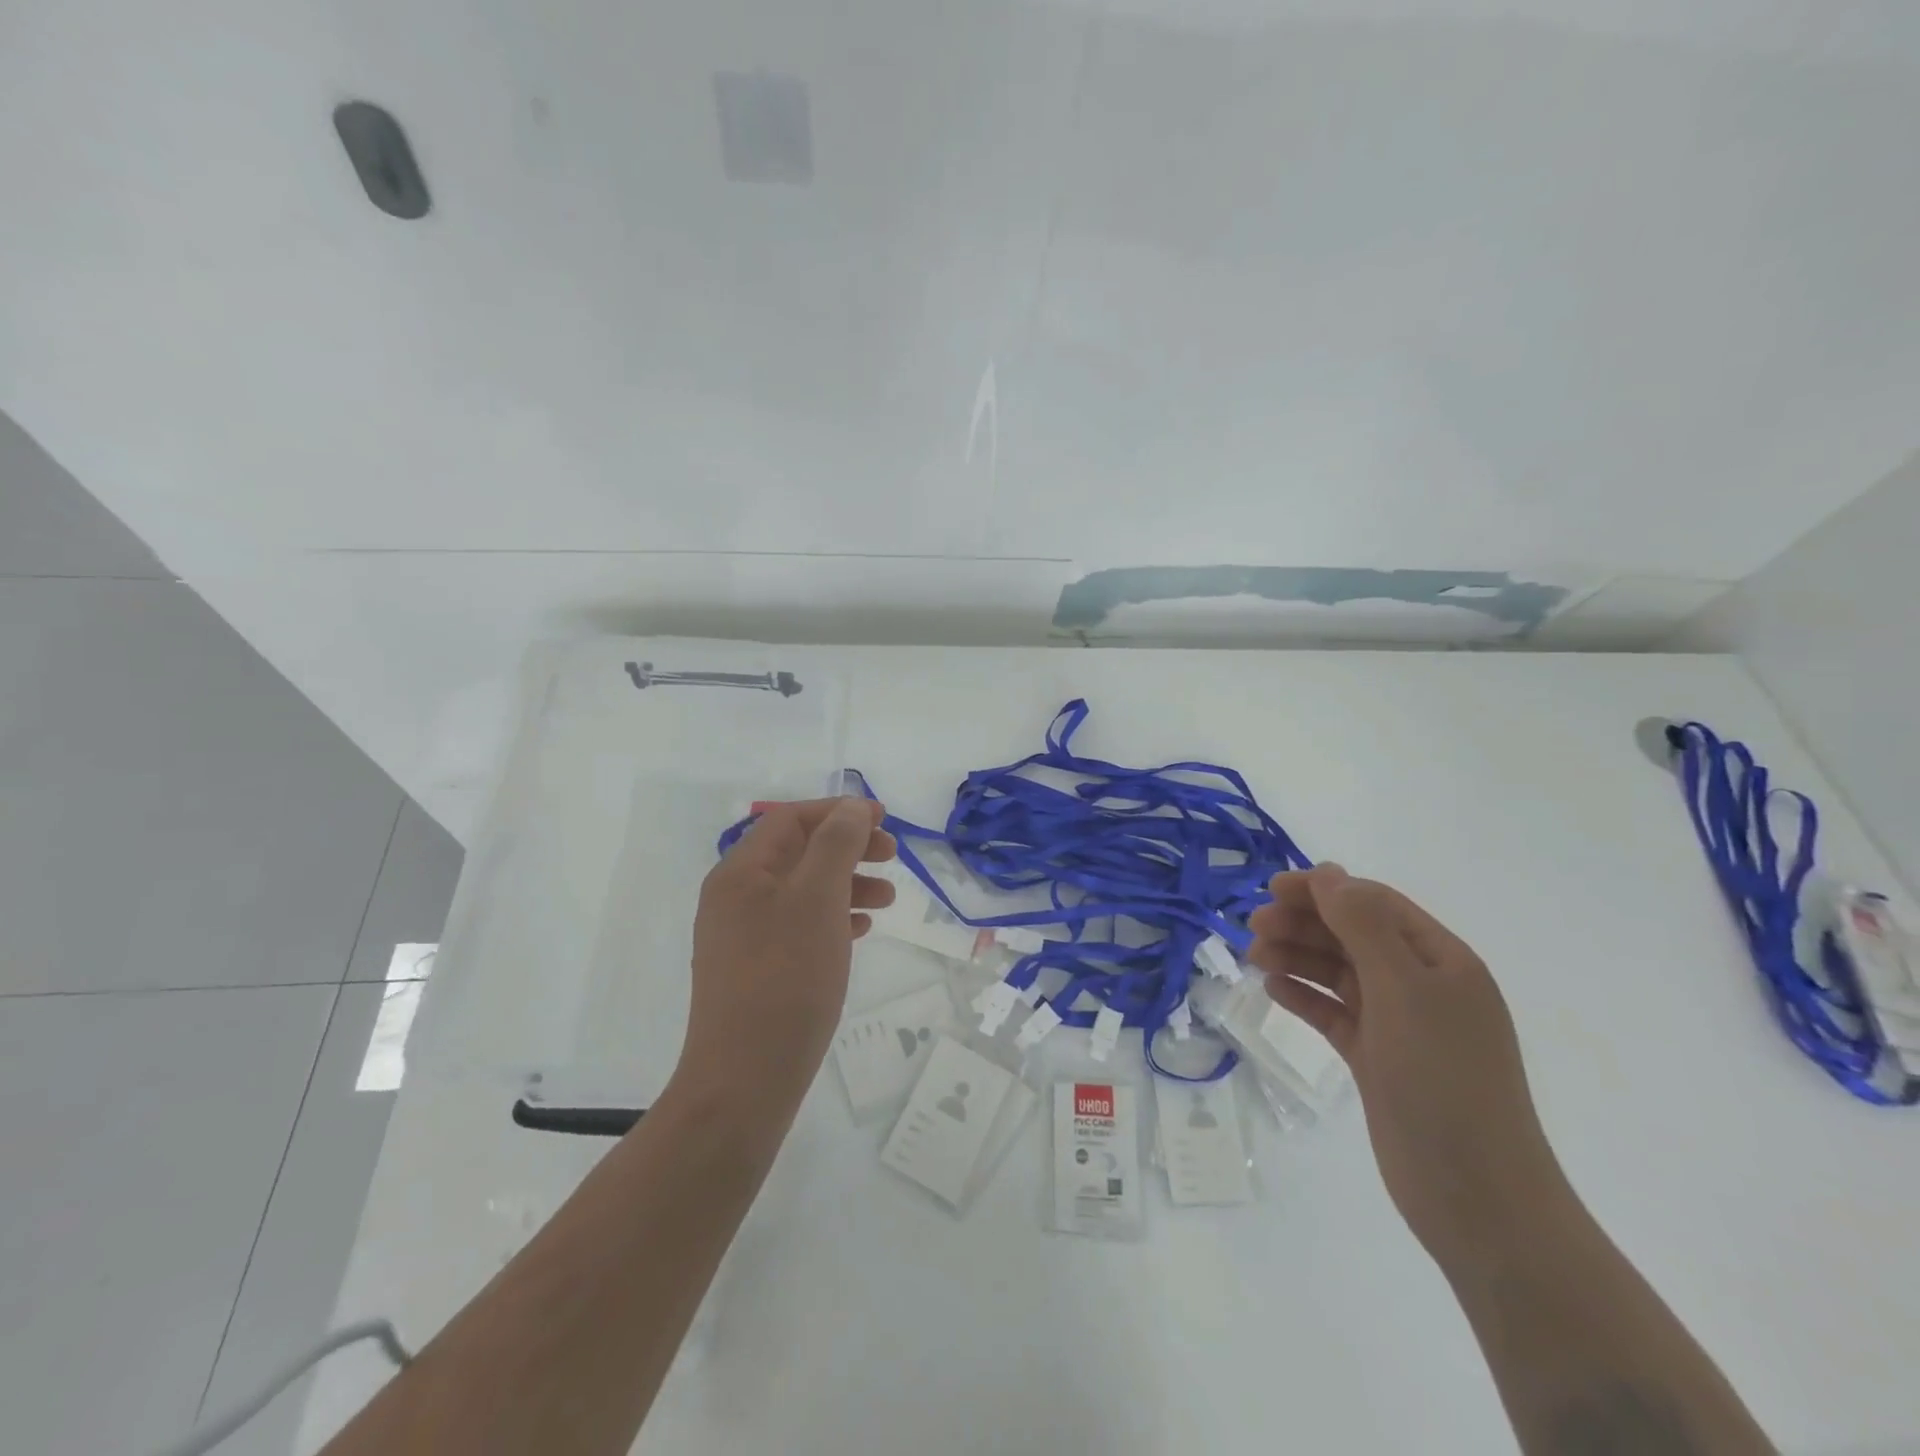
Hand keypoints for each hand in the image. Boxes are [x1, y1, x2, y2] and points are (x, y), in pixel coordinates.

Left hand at [678, 798, 896, 1109]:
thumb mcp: (818, 898)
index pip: (791, 819)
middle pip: (798, 853)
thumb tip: (851, 807)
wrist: (746, 1078)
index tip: (884, 820)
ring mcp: (743, 936)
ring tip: (887, 900)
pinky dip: (833, 918)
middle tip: (892, 857)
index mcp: (741, 872)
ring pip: (803, 891)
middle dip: (848, 848)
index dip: (838, 812)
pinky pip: (799, 926)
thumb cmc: (787, 977)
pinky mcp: (756, 969)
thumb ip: (837, 844)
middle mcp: (736, 897)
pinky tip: (860, 930)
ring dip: (847, 884)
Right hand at [1248, 864, 1570, 1270]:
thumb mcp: (1404, 989)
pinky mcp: (1377, 1059)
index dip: (1323, 890)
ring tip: (1254, 959)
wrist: (1476, 1195)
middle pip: (1352, 935)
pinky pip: (1334, 1012)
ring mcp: (1399, 1024)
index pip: (1374, 905)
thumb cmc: (1443, 1078)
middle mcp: (1421, 985)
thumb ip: (1363, 926)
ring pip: (1339, 973)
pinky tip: (1274, 991)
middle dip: (1303, 924)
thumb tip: (1329, 873)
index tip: (1272, 890)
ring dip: (1297, 958)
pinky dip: (1305, 997)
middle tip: (1253, 927)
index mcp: (1441, 960)